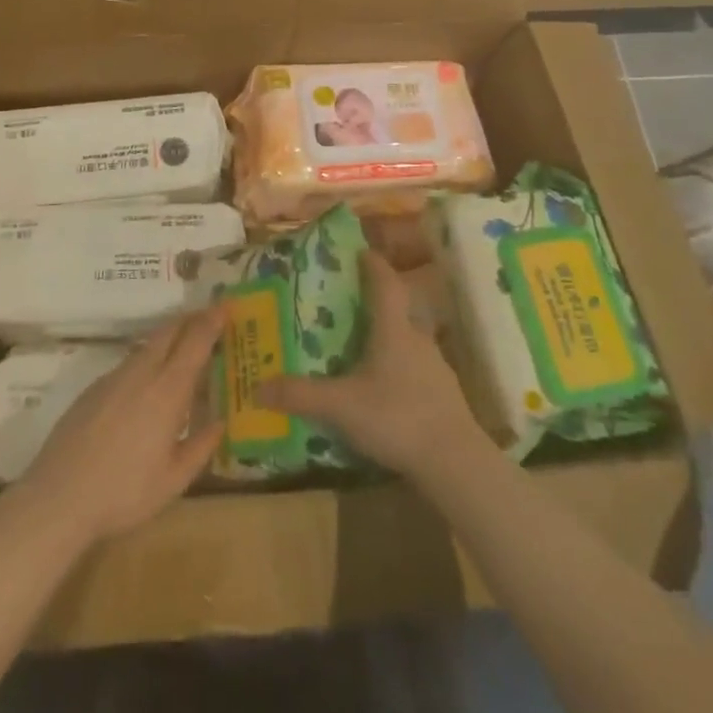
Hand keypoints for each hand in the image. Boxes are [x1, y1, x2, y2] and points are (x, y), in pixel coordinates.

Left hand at [15, 306, 226, 544]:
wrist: (58, 498)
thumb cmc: (124, 493)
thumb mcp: (174, 481)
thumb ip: (201, 447)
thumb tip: (220, 422)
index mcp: (167, 390)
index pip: (195, 341)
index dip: (213, 320)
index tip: (227, 305)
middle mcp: (142, 373)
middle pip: (169, 330)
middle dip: (191, 319)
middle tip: (210, 319)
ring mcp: (114, 377)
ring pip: (147, 345)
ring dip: (169, 338)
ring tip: (183, 349)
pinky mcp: (93, 388)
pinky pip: (129, 362)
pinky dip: (147, 359)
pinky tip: (147, 384)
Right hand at [255, 249, 484, 481]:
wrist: (455, 461)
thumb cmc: (397, 417)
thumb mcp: (341, 406)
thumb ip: (300, 395)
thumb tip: (257, 386)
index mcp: (393, 330)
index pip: (385, 283)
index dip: (373, 264)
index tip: (361, 251)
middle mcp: (417, 339)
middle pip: (398, 309)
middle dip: (376, 303)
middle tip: (350, 304)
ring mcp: (435, 367)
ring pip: (408, 340)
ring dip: (388, 337)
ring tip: (362, 348)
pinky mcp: (444, 394)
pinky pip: (417, 369)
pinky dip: (399, 368)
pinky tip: (385, 389)